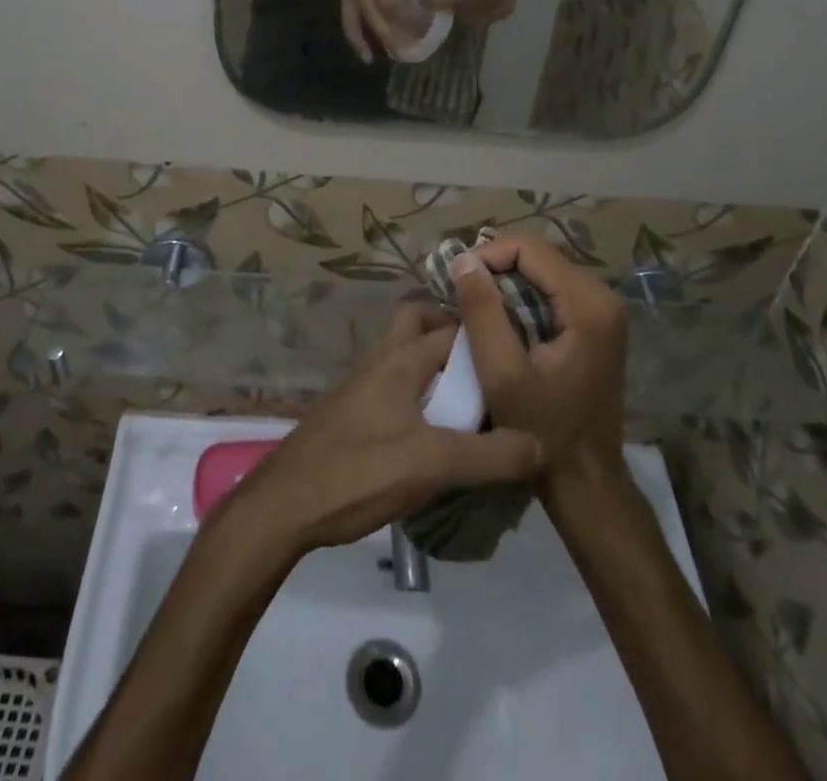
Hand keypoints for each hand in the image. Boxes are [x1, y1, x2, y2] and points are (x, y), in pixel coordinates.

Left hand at [224, 304, 544, 556]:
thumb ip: (490, 455)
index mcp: (399, 359)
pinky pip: (395, 387)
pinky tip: (438, 432)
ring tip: (475, 401)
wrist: (285, 503)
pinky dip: (419, 394)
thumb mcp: (433, 464)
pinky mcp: (353, 414)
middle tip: (489, 365)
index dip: (485, 333)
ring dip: (435, 367)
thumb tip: (542, 443)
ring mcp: (362, 386)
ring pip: (404, 356)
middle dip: (452, 334)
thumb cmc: (359, 470)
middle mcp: (380, 361)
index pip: (451, 328)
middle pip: (417, 324)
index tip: (520, 349)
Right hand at [452, 232, 629, 500]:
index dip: (487, 254)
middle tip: (460, 291)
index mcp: (588, 304)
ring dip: (504, 280)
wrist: (587, 480)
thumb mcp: (501, 373)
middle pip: (538, 255)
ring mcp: (603, 310)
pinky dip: (520, 295)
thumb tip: (463, 259)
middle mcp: (603, 296)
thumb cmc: (543, 430)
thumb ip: (482, 311)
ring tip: (472, 303)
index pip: (529, 248)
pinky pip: (551, 290)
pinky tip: (498, 318)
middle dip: (494, 266)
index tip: (456, 279)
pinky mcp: (596, 323)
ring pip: (542, 270)